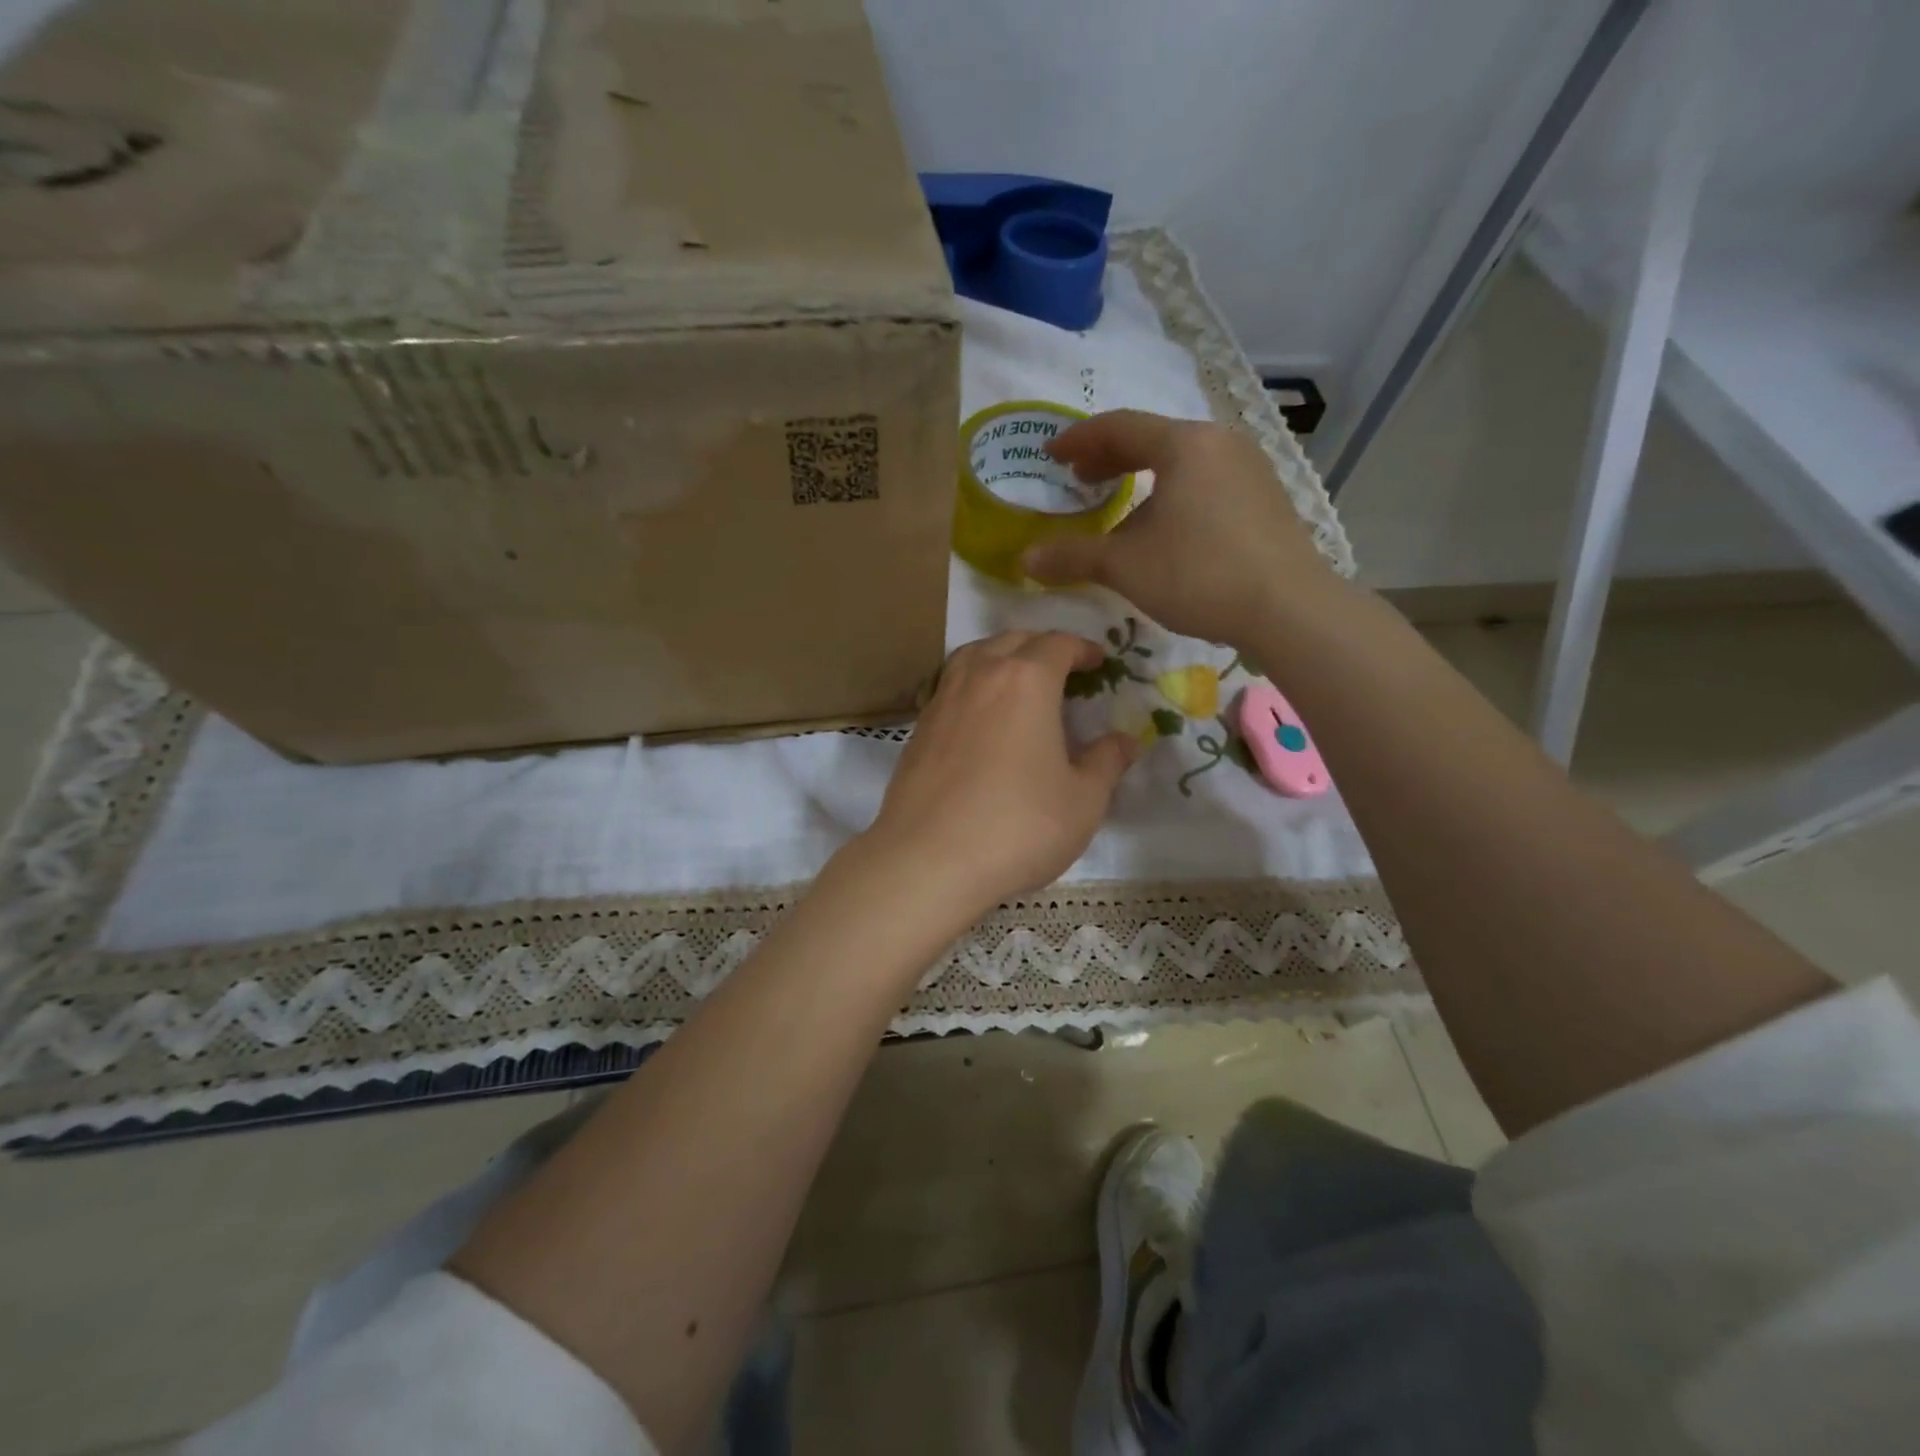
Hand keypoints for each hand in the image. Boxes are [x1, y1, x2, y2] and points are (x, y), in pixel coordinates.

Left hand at [865, 631, 1138, 915]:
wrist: (928, 860)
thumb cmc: (1018, 826)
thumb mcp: (1082, 801)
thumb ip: (1106, 763)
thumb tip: (1125, 741)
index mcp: (1026, 681)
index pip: (1058, 645)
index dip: (1082, 649)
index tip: (1098, 662)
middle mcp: (980, 677)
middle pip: (1013, 641)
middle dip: (1042, 646)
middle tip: (1063, 668)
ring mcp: (942, 700)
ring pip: (974, 656)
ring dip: (1001, 656)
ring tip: (1017, 680)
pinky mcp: (919, 728)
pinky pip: (951, 686)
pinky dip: (973, 685)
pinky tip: (981, 716)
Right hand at [1022, 410, 1340, 646]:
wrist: (1288, 608)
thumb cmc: (1199, 574)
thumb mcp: (1125, 566)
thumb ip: (1072, 556)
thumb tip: (1026, 559)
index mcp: (1184, 445)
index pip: (1118, 426)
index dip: (1078, 440)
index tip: (1050, 454)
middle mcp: (1220, 442)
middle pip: (1153, 438)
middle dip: (1110, 456)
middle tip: (1078, 477)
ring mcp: (1250, 467)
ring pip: (1183, 460)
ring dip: (1143, 475)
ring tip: (1118, 500)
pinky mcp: (1265, 496)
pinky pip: (1207, 480)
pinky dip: (1174, 490)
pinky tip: (1166, 523)